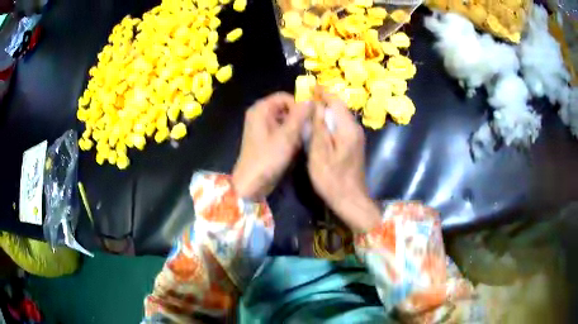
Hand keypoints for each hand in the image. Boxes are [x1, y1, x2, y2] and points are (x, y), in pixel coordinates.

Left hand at [232, 92, 311, 199]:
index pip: (285, 97)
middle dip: (298, 118)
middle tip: (308, 130)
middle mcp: (260, 114)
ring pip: (285, 120)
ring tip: (302, 140)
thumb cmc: (268, 158)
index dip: (299, 105)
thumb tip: (311, 100)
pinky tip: (295, 146)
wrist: (252, 183)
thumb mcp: (287, 136)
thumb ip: (300, 115)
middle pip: (285, 107)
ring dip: (295, 128)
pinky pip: (281, 130)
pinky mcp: (265, 138)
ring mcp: (262, 127)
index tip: (310, 118)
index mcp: (261, 109)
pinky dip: (289, 135)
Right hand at [307, 92, 380, 231]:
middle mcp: (355, 129)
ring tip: (310, 108)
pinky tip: (320, 125)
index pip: (336, 102)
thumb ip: (319, 127)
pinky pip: (341, 126)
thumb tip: (317, 105)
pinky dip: (330, 121)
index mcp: (348, 128)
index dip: (324, 92)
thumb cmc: (332, 179)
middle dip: (325, 100)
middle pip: (340, 108)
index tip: (311, 86)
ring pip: (340, 117)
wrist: (351, 200)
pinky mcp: (354, 145)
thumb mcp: (320, 153)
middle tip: (307, 97)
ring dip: (327, 110)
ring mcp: (356, 137)